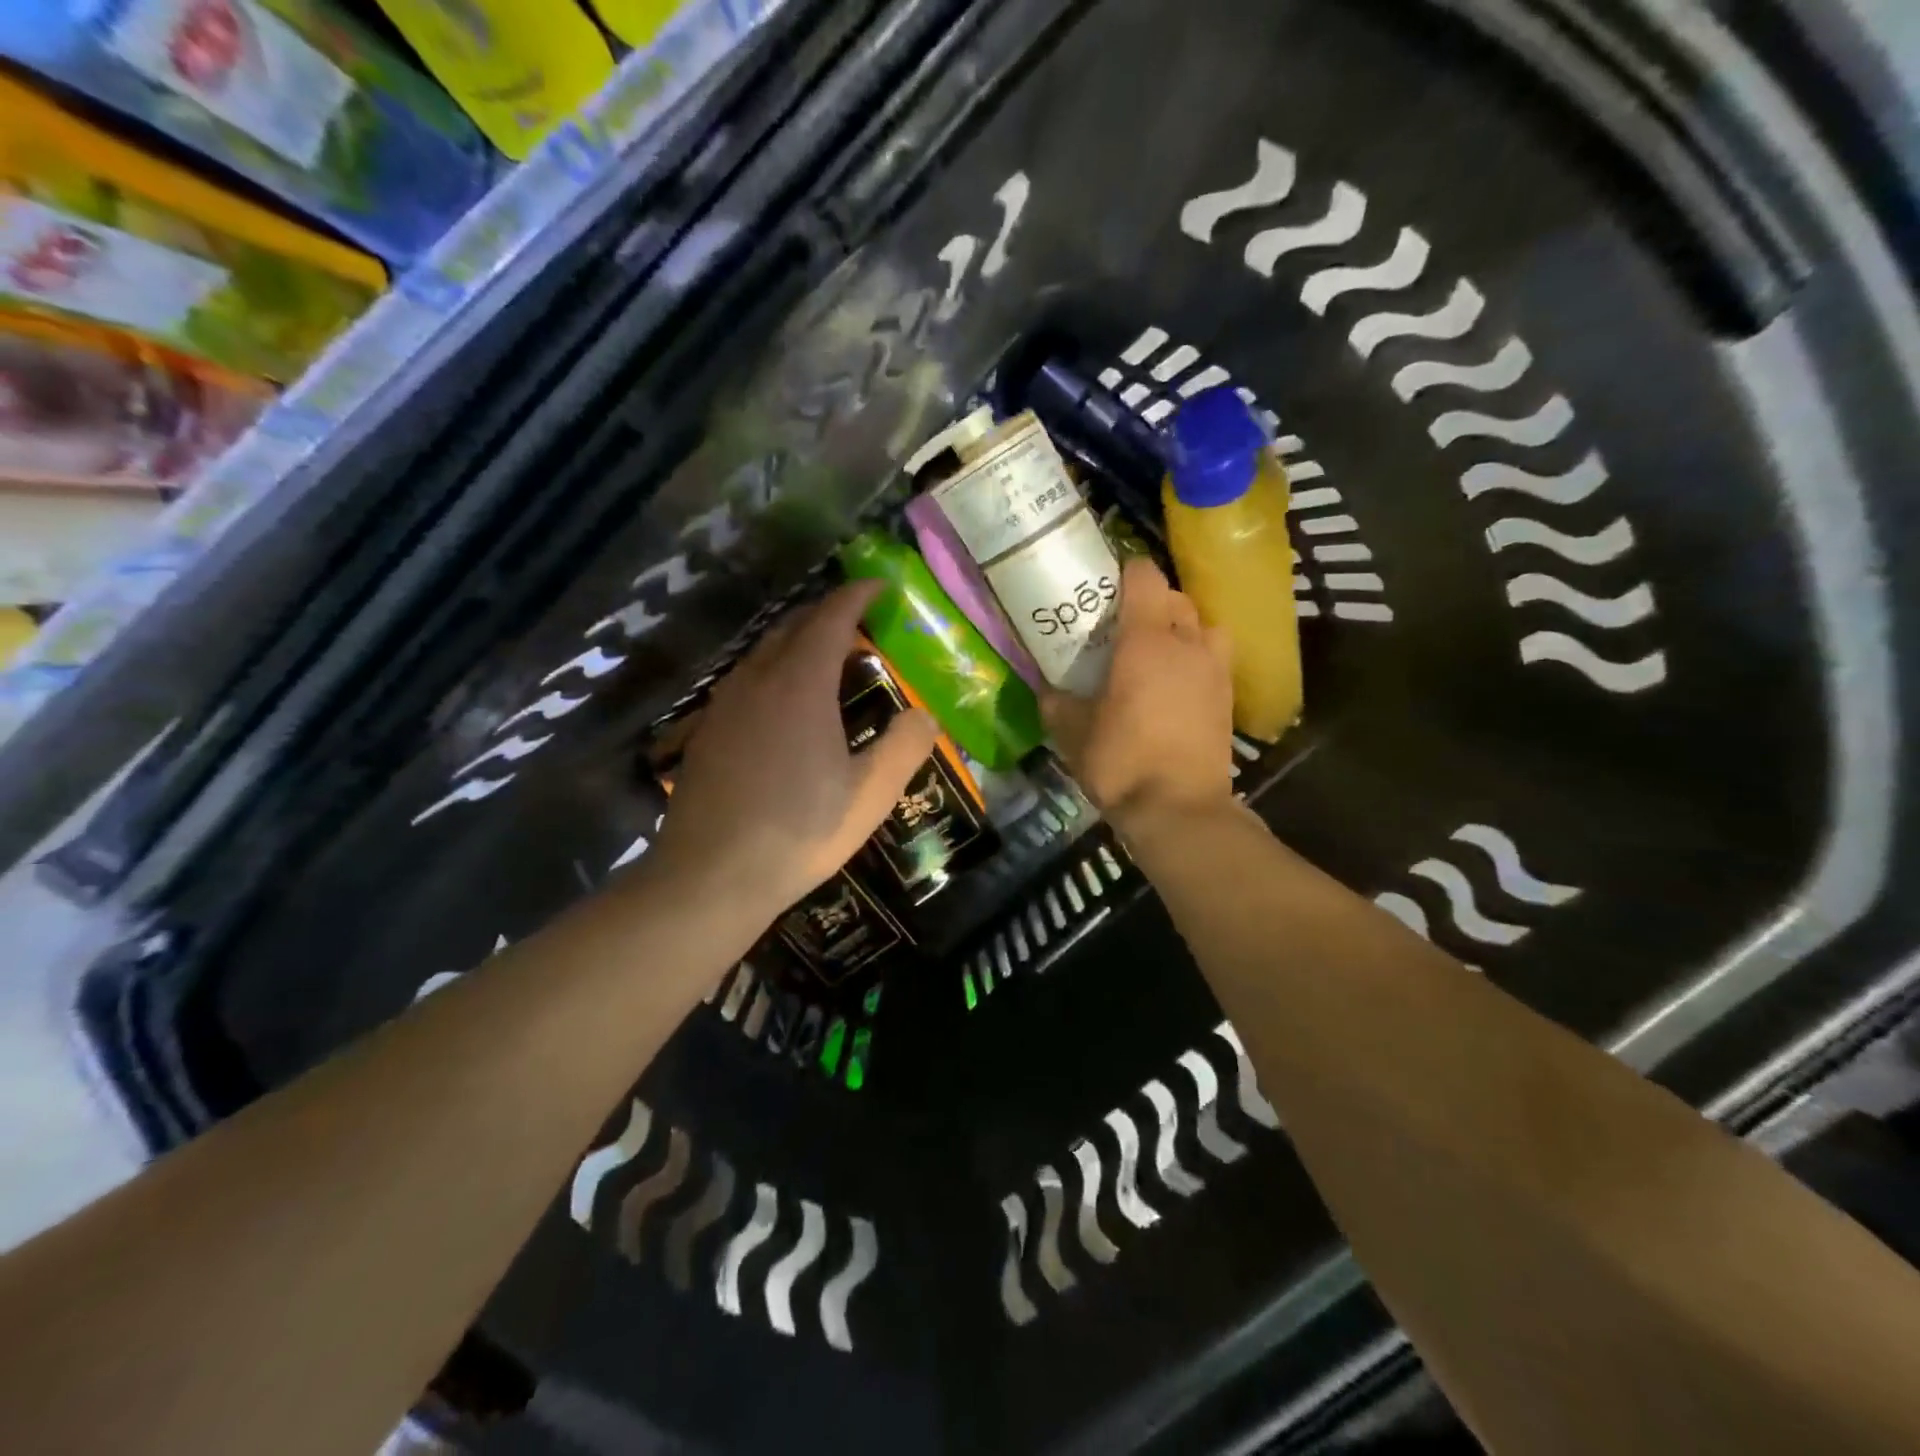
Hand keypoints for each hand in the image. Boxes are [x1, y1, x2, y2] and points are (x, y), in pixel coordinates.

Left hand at [648, 581, 939, 917]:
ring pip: (763, 654)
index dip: (857, 596)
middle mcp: (757, 681)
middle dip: (826, 615)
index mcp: (800, 684)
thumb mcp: (870, 794)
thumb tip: (926, 715)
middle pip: (792, 628)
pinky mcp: (706, 733)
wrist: (710, 877)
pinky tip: (783, 706)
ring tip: (825, 659)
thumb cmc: (800, 831)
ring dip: (796, 643)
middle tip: (859, 623)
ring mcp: (724, 706)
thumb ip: (905, 747)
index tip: (880, 586)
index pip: (830, 618)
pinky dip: (773, 673)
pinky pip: (745, 682)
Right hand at [1042, 557, 1235, 828]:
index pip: (1144, 577)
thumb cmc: (1121, 762)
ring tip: (1162, 648)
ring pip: (1205, 624)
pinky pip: (1216, 657)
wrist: (1179, 809)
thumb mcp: (1072, 734)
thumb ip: (1057, 703)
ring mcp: (1214, 669)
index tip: (1107, 583)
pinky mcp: (1228, 697)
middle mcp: (1186, 644)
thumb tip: (1048, 690)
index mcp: (1145, 640)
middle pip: (1176, 597)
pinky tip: (1179, 682)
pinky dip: (1199, 657)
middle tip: (1126, 623)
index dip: (1126, 570)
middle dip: (1154, 601)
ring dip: (1185, 626)